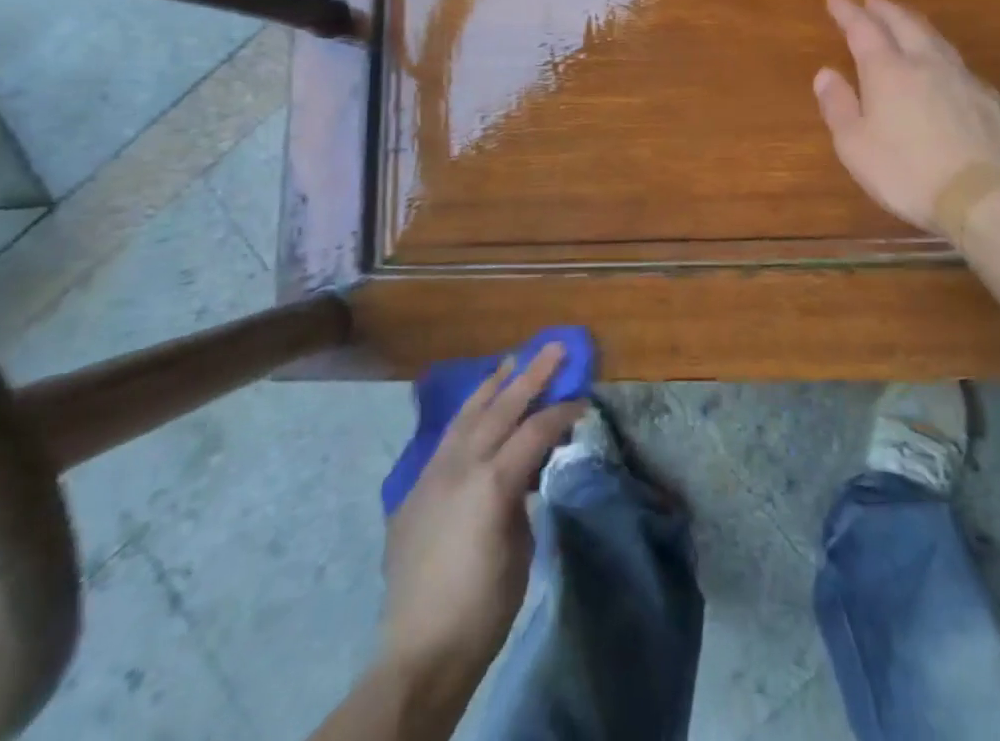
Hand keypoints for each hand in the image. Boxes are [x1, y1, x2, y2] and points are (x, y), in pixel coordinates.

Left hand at [380, 347, 583, 677]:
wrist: (420, 651)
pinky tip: (478, 408)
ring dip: (493, 386)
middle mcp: (460, 465)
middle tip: (554, 348)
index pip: (534, 430)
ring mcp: (433, 473)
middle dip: (531, 375)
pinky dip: (468, 416)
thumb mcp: (520, 548)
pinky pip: (447, 438)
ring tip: (512, 362)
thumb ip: (521, 496)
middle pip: (501, 407)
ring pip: (467, 414)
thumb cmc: (483, 608)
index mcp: (491, 482)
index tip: (583, 400)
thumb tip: (524, 471)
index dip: (561, 412)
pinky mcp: (416, 488)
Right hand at [813, 0, 999, 231]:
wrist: (986, 196)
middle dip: (885, 9)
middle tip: (872, 0)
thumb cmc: (907, 172)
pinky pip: (960, 68)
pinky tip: (943, 71)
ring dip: (916, 26)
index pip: (863, 30)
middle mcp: (927, 64)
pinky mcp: (992, 101)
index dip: (848, 12)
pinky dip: (942, 58)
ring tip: (906, 23)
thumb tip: (825, 73)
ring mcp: (965, 80)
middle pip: (905, 24)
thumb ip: (838, 106)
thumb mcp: (855, 146)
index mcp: (889, 72)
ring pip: (937, 40)